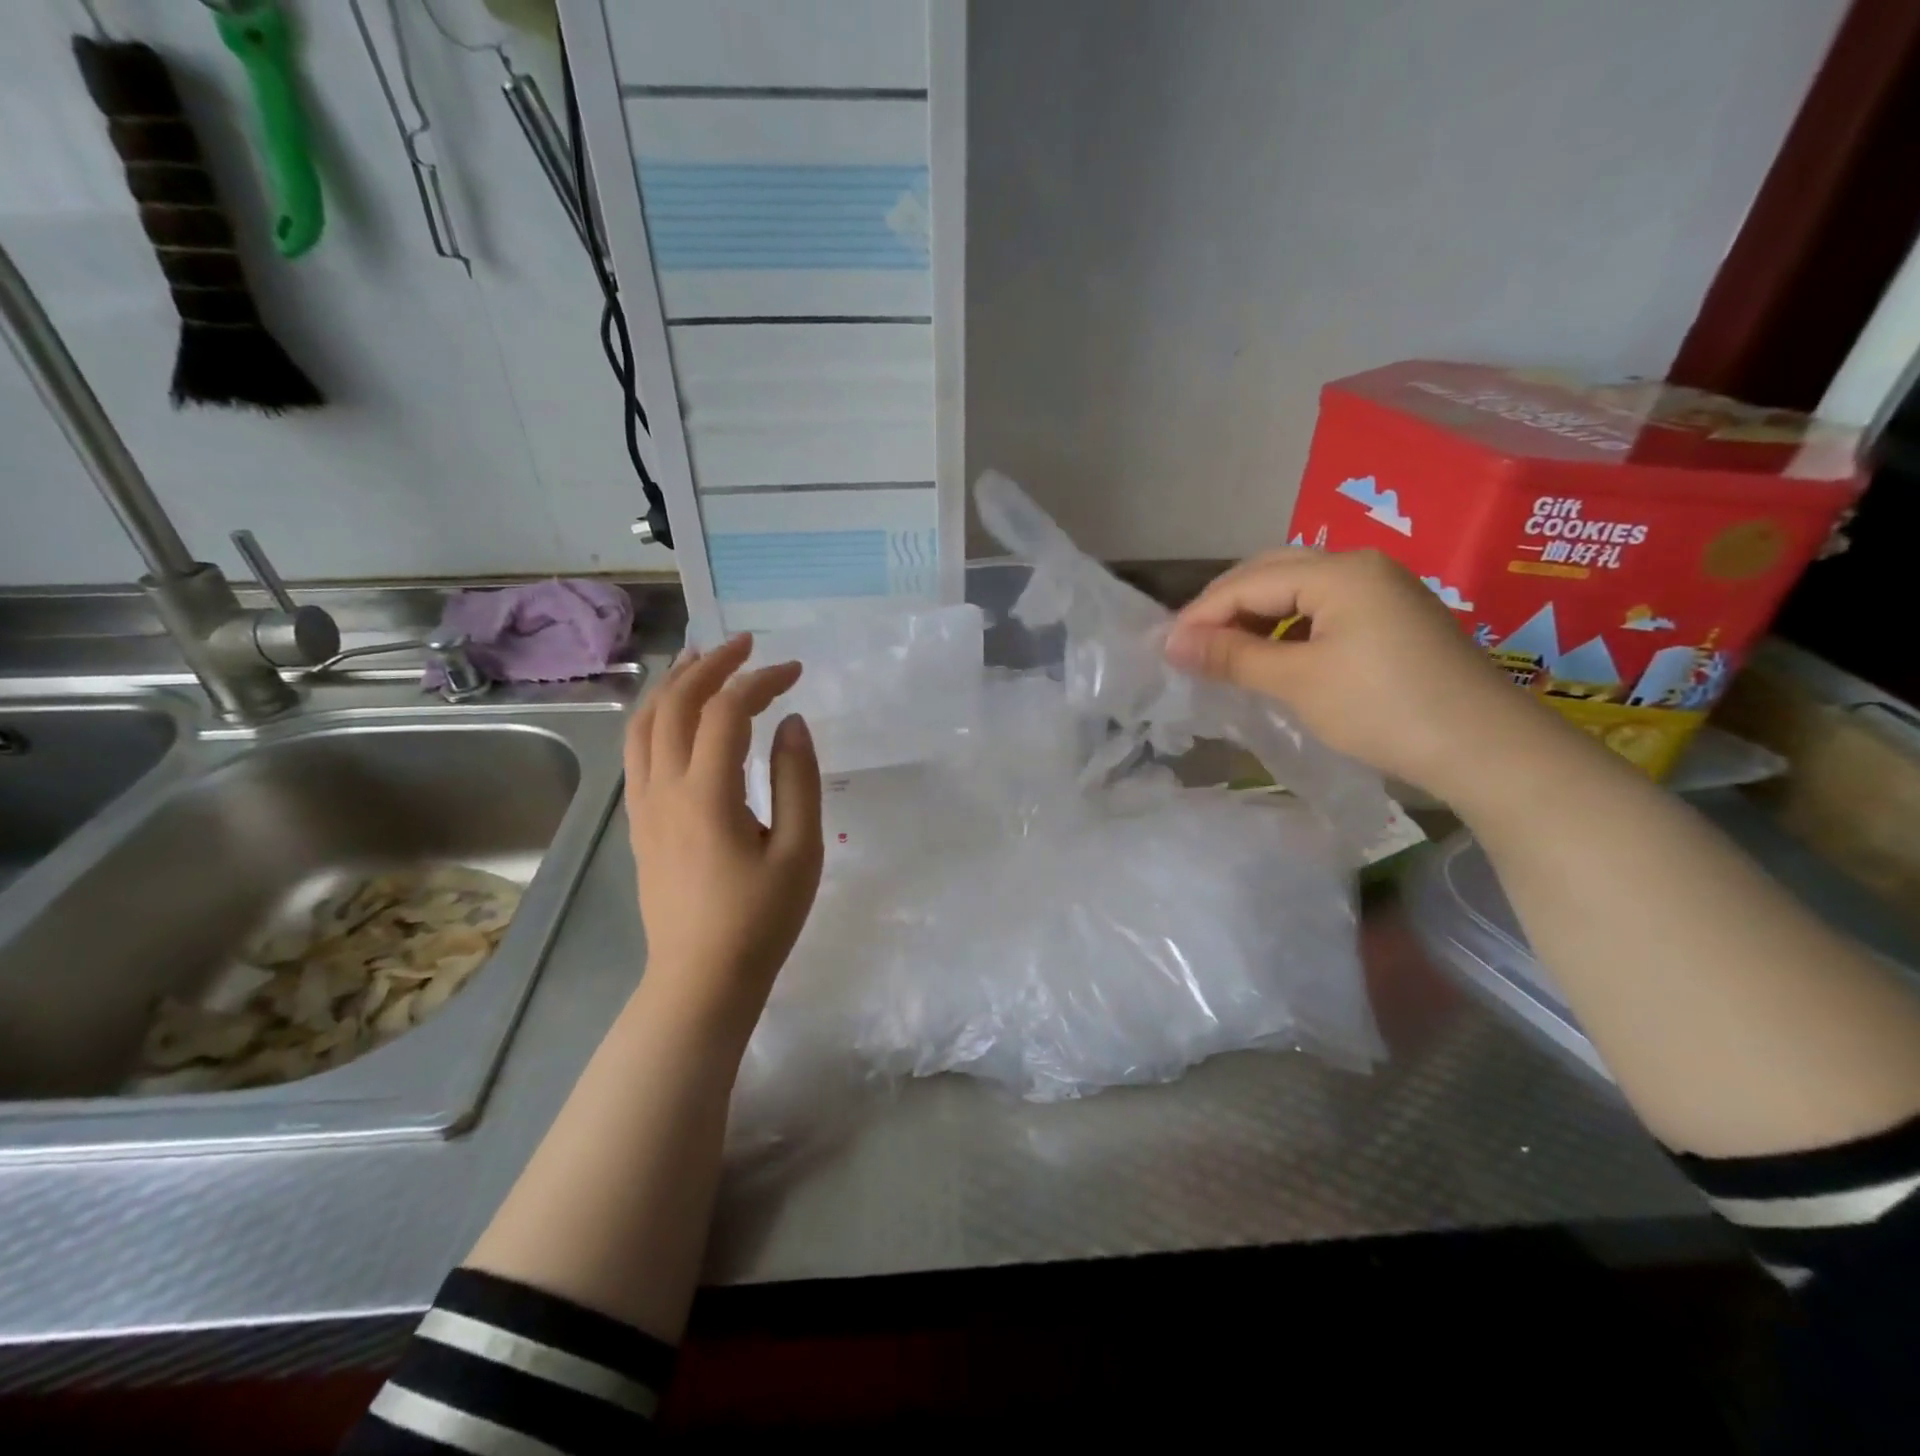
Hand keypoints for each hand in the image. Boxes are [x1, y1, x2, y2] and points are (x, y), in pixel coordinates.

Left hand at [624, 634, 823, 1048]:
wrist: (701, 980)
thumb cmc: (760, 920)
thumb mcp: (799, 851)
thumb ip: (798, 780)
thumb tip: (791, 722)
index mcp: (707, 794)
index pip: (726, 711)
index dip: (760, 681)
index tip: (794, 671)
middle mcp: (664, 788)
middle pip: (675, 704)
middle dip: (711, 665)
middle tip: (746, 645)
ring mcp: (644, 805)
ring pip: (644, 723)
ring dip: (673, 683)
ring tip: (700, 660)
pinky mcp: (639, 822)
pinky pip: (636, 751)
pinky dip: (654, 716)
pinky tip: (673, 714)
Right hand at [1164, 548, 1551, 800]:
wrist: (1487, 749)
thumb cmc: (1384, 709)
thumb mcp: (1298, 681)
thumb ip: (1232, 655)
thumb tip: (1170, 642)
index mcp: (1340, 571)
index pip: (1248, 582)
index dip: (1201, 614)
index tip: (1164, 650)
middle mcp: (1361, 567)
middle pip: (1273, 572)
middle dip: (1224, 606)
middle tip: (1189, 646)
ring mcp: (1383, 591)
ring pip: (1298, 589)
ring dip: (1255, 615)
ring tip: (1222, 652)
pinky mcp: (1393, 618)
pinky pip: (1323, 608)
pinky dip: (1287, 626)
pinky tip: (1271, 654)